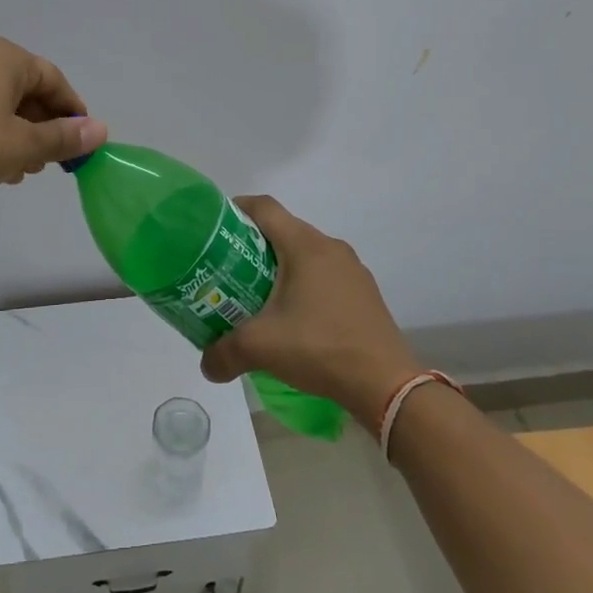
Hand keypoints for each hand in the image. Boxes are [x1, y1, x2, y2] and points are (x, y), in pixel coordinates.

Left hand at [0, 38, 107, 202]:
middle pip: (26, 89)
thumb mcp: (22, 145)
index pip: (53, 79)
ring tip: (22, 169)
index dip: (72, 111)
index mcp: (4, 57)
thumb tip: (100, 130)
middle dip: (43, 125)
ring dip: (19, 133)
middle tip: (50, 162)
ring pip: (0, 101)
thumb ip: (64, 137)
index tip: (81, 142)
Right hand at [200, 195, 420, 423]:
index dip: (237, 209)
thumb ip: (224, 352)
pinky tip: (294, 317)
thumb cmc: (320, 348)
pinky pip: (325, 275)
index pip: (264, 208)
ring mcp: (352, 270)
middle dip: (253, 244)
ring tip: (257, 294)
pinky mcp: (364, 293)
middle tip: (228, 268)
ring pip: (306, 254)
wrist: (386, 384)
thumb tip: (205, 364)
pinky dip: (304, 284)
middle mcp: (330, 247)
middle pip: (284, 230)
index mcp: (305, 246)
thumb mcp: (261, 348)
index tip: (214, 227)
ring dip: (280, 267)